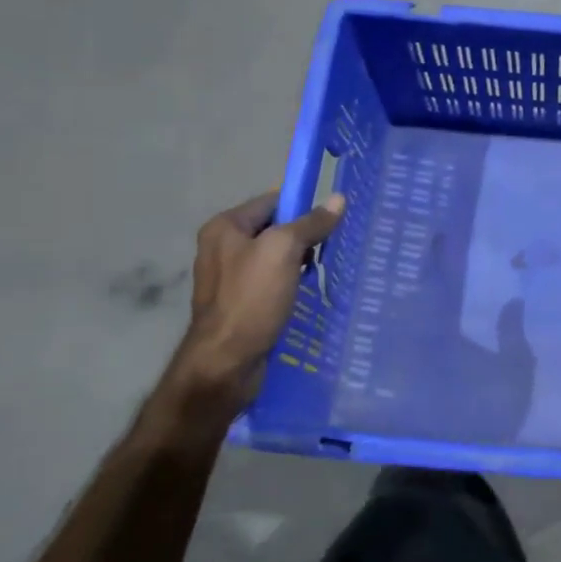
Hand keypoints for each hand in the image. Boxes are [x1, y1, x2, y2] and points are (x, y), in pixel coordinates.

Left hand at [152, 188, 345, 434]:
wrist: (225, 363)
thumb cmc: (251, 298)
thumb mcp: (284, 250)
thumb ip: (311, 223)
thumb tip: (338, 198)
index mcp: (225, 227)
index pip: (272, 201)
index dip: (303, 206)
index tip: (332, 218)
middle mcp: (222, 248)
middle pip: (274, 229)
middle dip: (304, 236)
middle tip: (332, 246)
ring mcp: (229, 278)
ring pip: (275, 258)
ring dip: (300, 262)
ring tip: (325, 269)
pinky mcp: (239, 304)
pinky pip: (271, 282)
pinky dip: (291, 284)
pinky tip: (308, 292)